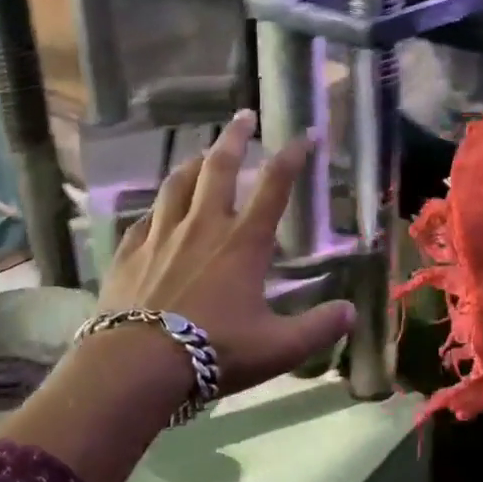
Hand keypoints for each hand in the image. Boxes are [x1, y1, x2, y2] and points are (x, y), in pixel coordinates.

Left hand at [97, 109, 355, 396]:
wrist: (137, 365)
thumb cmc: (214, 351)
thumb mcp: (278, 348)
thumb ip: (318, 329)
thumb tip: (352, 312)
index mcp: (243, 242)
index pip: (274, 186)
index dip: (292, 156)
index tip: (305, 134)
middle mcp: (203, 226)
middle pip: (219, 167)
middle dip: (234, 137)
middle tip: (243, 116)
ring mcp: (161, 236)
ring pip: (177, 184)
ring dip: (193, 163)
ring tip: (201, 153)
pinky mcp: (130, 253)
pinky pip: (145, 219)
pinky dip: (157, 208)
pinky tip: (156, 210)